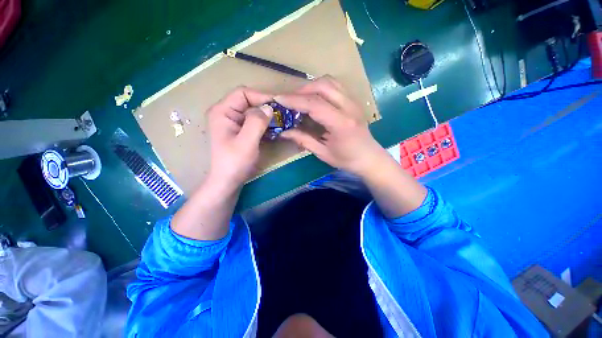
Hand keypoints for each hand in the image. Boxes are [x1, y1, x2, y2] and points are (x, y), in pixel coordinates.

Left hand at [206, 86, 272, 188]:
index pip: (243, 93)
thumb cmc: (235, 162)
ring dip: (267, 116)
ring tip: (281, 122)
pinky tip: (274, 129)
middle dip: (266, 107)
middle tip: (283, 115)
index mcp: (222, 111)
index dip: (261, 97)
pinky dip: (265, 124)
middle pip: (248, 101)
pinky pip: (254, 122)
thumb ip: (257, 122)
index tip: (279, 106)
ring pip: (253, 112)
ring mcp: (233, 123)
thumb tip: (269, 107)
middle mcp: (226, 113)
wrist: (228, 181)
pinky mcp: (240, 131)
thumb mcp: (246, 142)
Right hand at [276, 76, 387, 176]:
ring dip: (311, 86)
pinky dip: (321, 87)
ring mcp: (353, 101)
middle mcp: (349, 107)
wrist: (370, 157)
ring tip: (300, 98)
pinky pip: (335, 85)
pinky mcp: (353, 100)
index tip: (278, 99)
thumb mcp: (323, 153)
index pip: (315, 104)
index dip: (294, 100)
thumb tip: (283, 132)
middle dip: (301, 90)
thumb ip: (303, 140)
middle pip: (322, 85)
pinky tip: (314, 98)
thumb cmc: (347, 159)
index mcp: (341, 123)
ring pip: (330, 81)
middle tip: (288, 100)